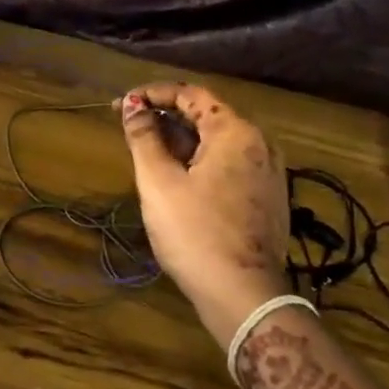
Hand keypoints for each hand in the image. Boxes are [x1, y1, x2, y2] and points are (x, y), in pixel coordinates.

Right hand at [116, 83, 290, 341]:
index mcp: (236, 132)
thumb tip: (131, 106)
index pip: (191, 95)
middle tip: (128, 125)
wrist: (242, 294)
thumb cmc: (195, 232)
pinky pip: (227, 165)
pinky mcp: (264, 198)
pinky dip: (198, 161)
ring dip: (180, 140)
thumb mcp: (159, 182)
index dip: (153, 93)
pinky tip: (174, 177)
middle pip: (206, 117)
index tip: (121, 104)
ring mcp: (266, 173)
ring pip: (216, 143)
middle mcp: (259, 145)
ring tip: (145, 151)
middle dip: (165, 117)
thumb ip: (144, 138)